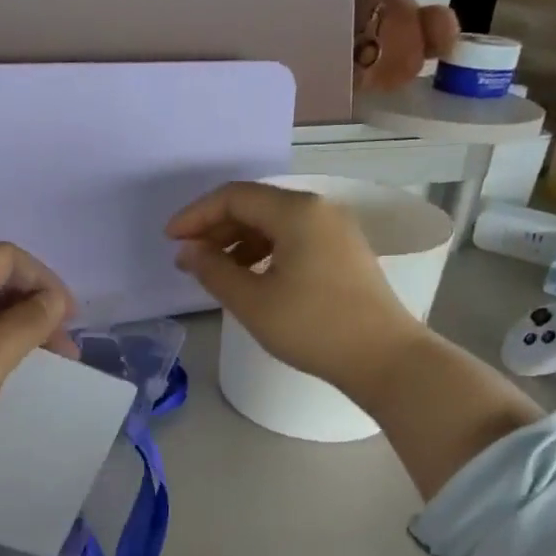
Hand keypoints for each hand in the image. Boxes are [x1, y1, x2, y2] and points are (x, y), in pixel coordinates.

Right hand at [165, 182, 424, 397]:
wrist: (385, 358)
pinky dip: (265, 250)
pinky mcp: (344, 251)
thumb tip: (187, 251)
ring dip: (239, 240)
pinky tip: (251, 276)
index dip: (196, 215)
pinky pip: (294, 238)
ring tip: (215, 270)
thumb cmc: (313, 327)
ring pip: (275, 222)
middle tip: (188, 256)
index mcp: (296, 211)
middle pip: (255, 204)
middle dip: (216, 227)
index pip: (234, 197)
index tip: (170, 240)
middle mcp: (319, 209)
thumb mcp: (253, 302)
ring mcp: (336, 229)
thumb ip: (213, 271)